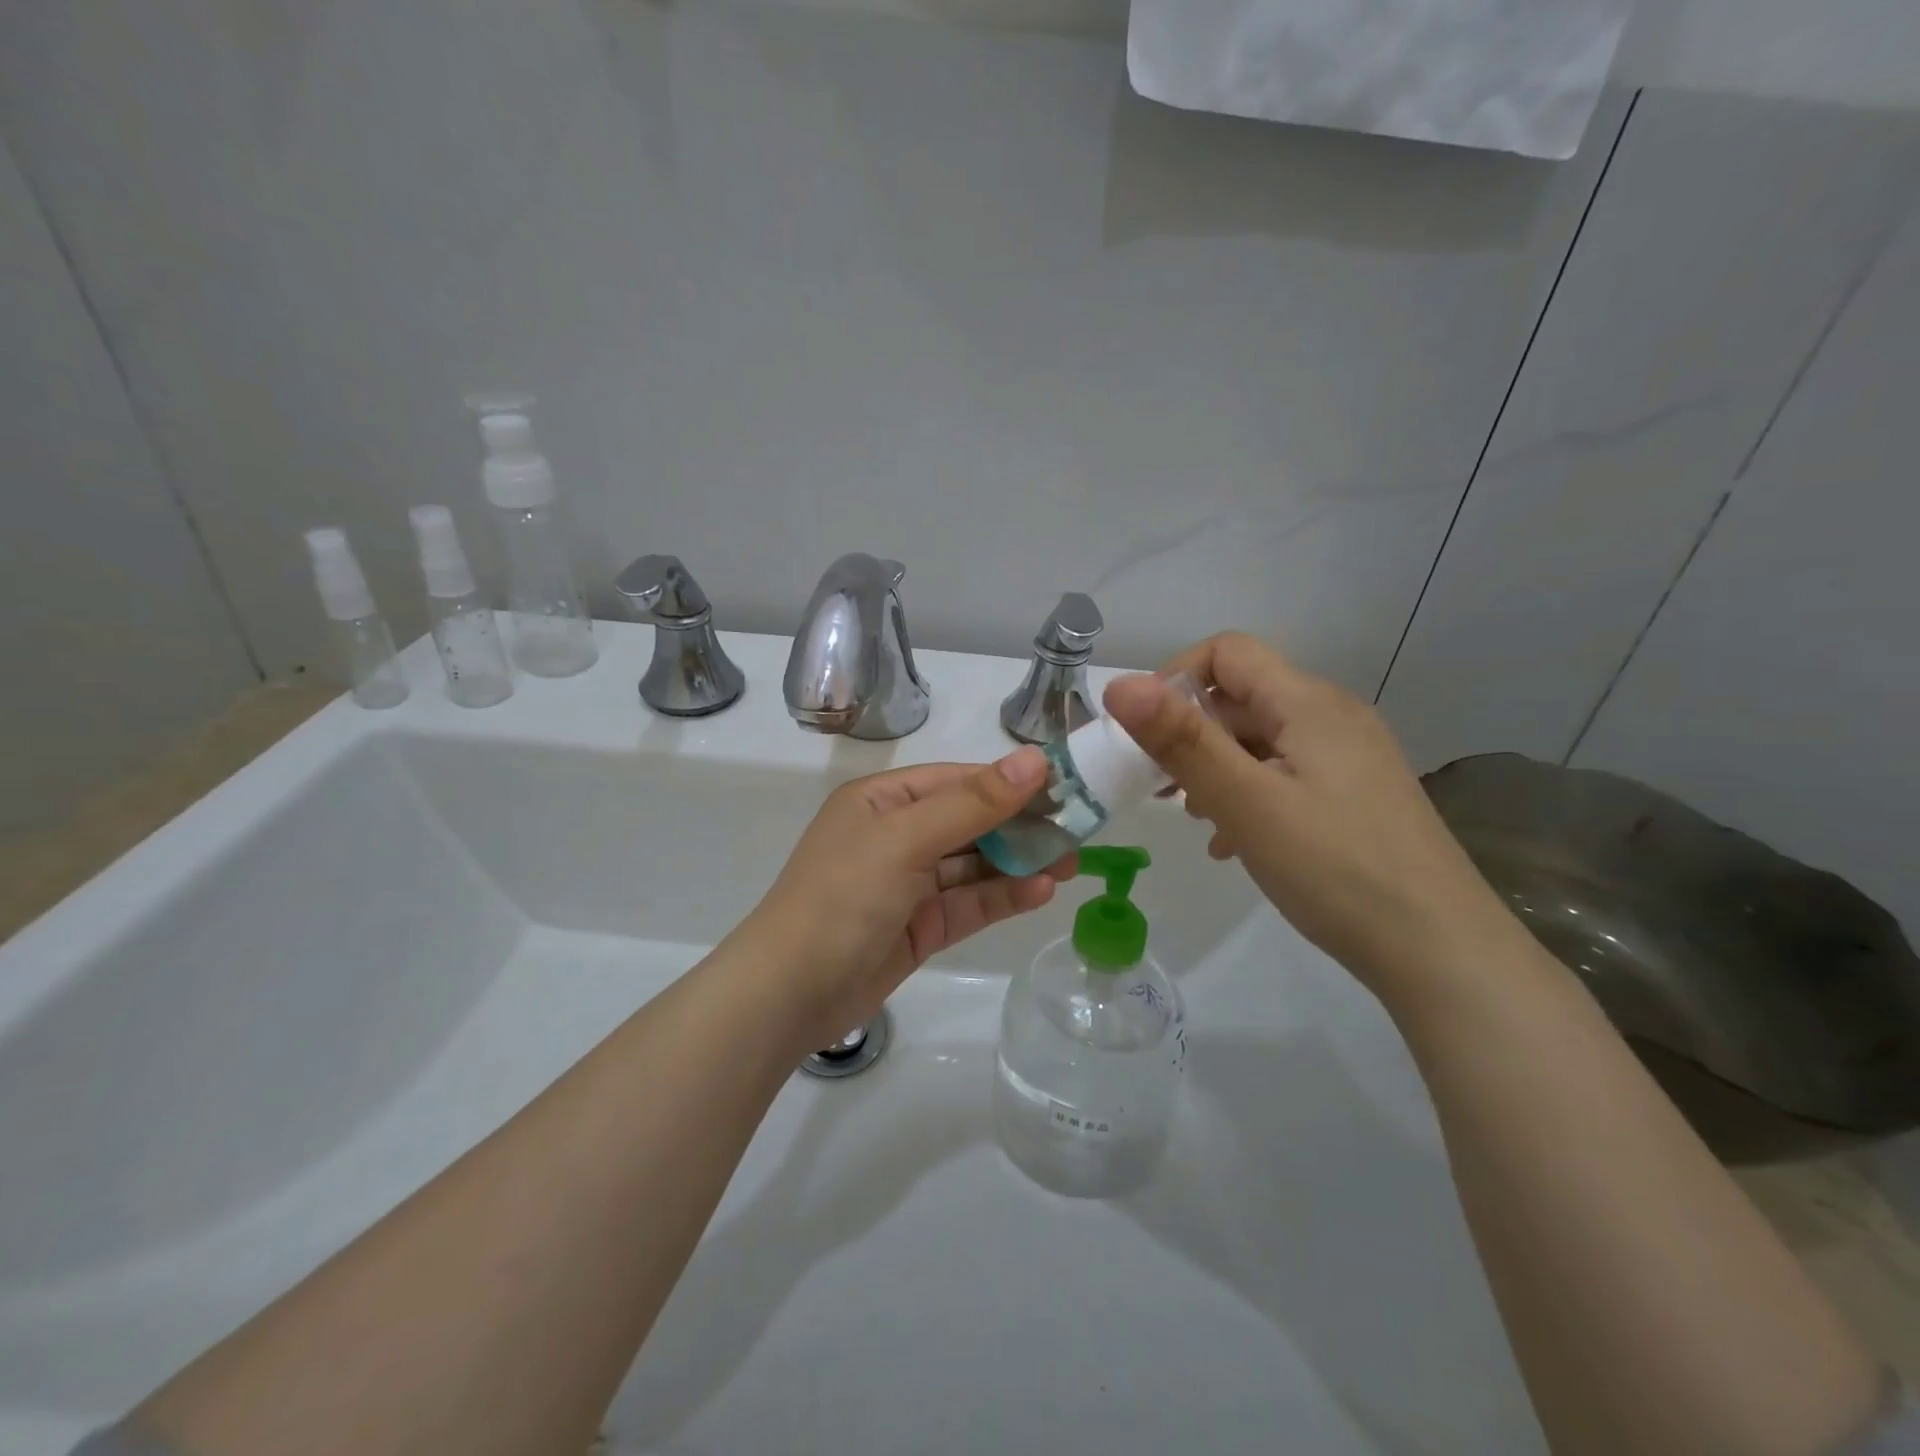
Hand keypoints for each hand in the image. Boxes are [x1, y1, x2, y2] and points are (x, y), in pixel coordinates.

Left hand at [731, 747, 1073, 1054]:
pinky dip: (1002, 897)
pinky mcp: (919, 926)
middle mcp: (896, 836)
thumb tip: (1035, 759)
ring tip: (1070, 863)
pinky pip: (968, 903)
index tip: (1064, 787)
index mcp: (883, 801)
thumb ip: (974, 803)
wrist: (791, 993)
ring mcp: (908, 884)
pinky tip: (1040, 892)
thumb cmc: (843, 896)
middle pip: (970, 822)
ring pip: (974, 865)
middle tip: (1077, 831)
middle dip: (1021, 826)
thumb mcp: (906, 839)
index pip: (957, 780)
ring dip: (1018, 863)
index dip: (1009, 782)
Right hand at [1104, 633, 1516, 1000]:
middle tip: (1156, 788)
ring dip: (1215, 769)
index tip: (1144, 736)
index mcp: (1308, 703)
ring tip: (1194, 819)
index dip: (1174, 678)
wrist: (1442, 952)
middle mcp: (1332, 717)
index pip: (1226, 652)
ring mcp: (1348, 759)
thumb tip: (1119, 685)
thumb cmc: (1336, 869)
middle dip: (1189, 734)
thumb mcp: (1246, 802)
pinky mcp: (1354, 797)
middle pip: (1241, 697)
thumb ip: (1181, 741)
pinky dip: (1247, 795)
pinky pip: (1285, 776)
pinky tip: (1233, 844)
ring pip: (1260, 741)